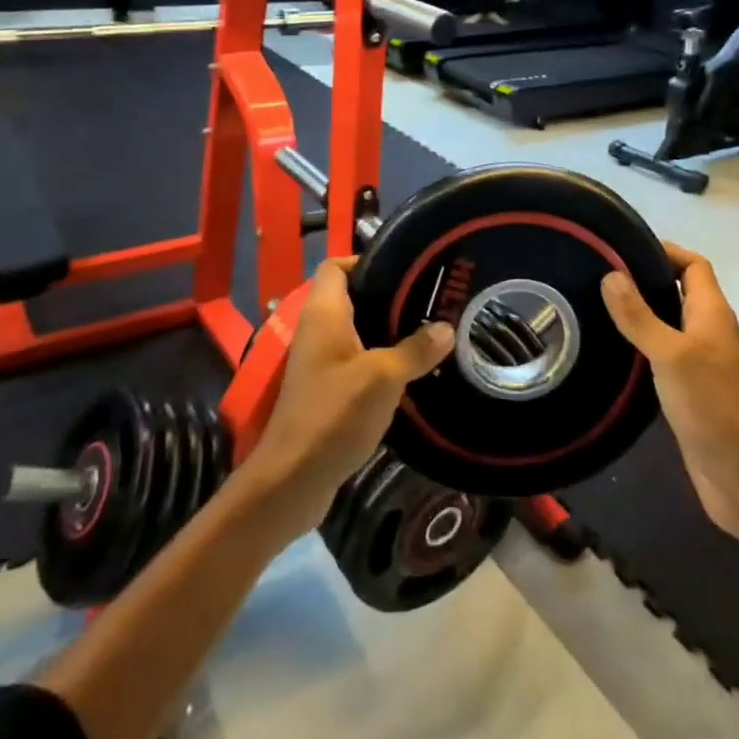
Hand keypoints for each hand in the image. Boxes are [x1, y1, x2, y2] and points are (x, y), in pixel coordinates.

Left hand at [241, 259, 452, 542]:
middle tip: (428, 298)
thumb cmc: (334, 414)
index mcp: (324, 314)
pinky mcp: (326, 390)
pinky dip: (381, 359)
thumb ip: (416, 349)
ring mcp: (319, 362)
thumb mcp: (383, 377)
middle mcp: (317, 331)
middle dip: (388, 296)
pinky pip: (356, 360)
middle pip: (351, 297)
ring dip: (388, 330)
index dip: (365, 259)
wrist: (292, 479)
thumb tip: (446, 327)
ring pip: (357, 331)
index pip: (336, 266)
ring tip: (429, 330)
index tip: (405, 267)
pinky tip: (412, 370)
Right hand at [602, 243, 738, 569]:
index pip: (693, 265)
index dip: (665, 250)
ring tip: (592, 304)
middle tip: (597, 273)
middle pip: (677, 290)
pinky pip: (658, 353)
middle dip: (643, 278)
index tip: (622, 247)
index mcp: (711, 313)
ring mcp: (696, 361)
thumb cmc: (712, 406)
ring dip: (636, 312)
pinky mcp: (684, 388)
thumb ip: (639, 317)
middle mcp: (705, 331)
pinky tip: (608, 347)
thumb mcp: (672, 355)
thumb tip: (610, 274)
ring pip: (665, 322)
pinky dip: (636, 344)